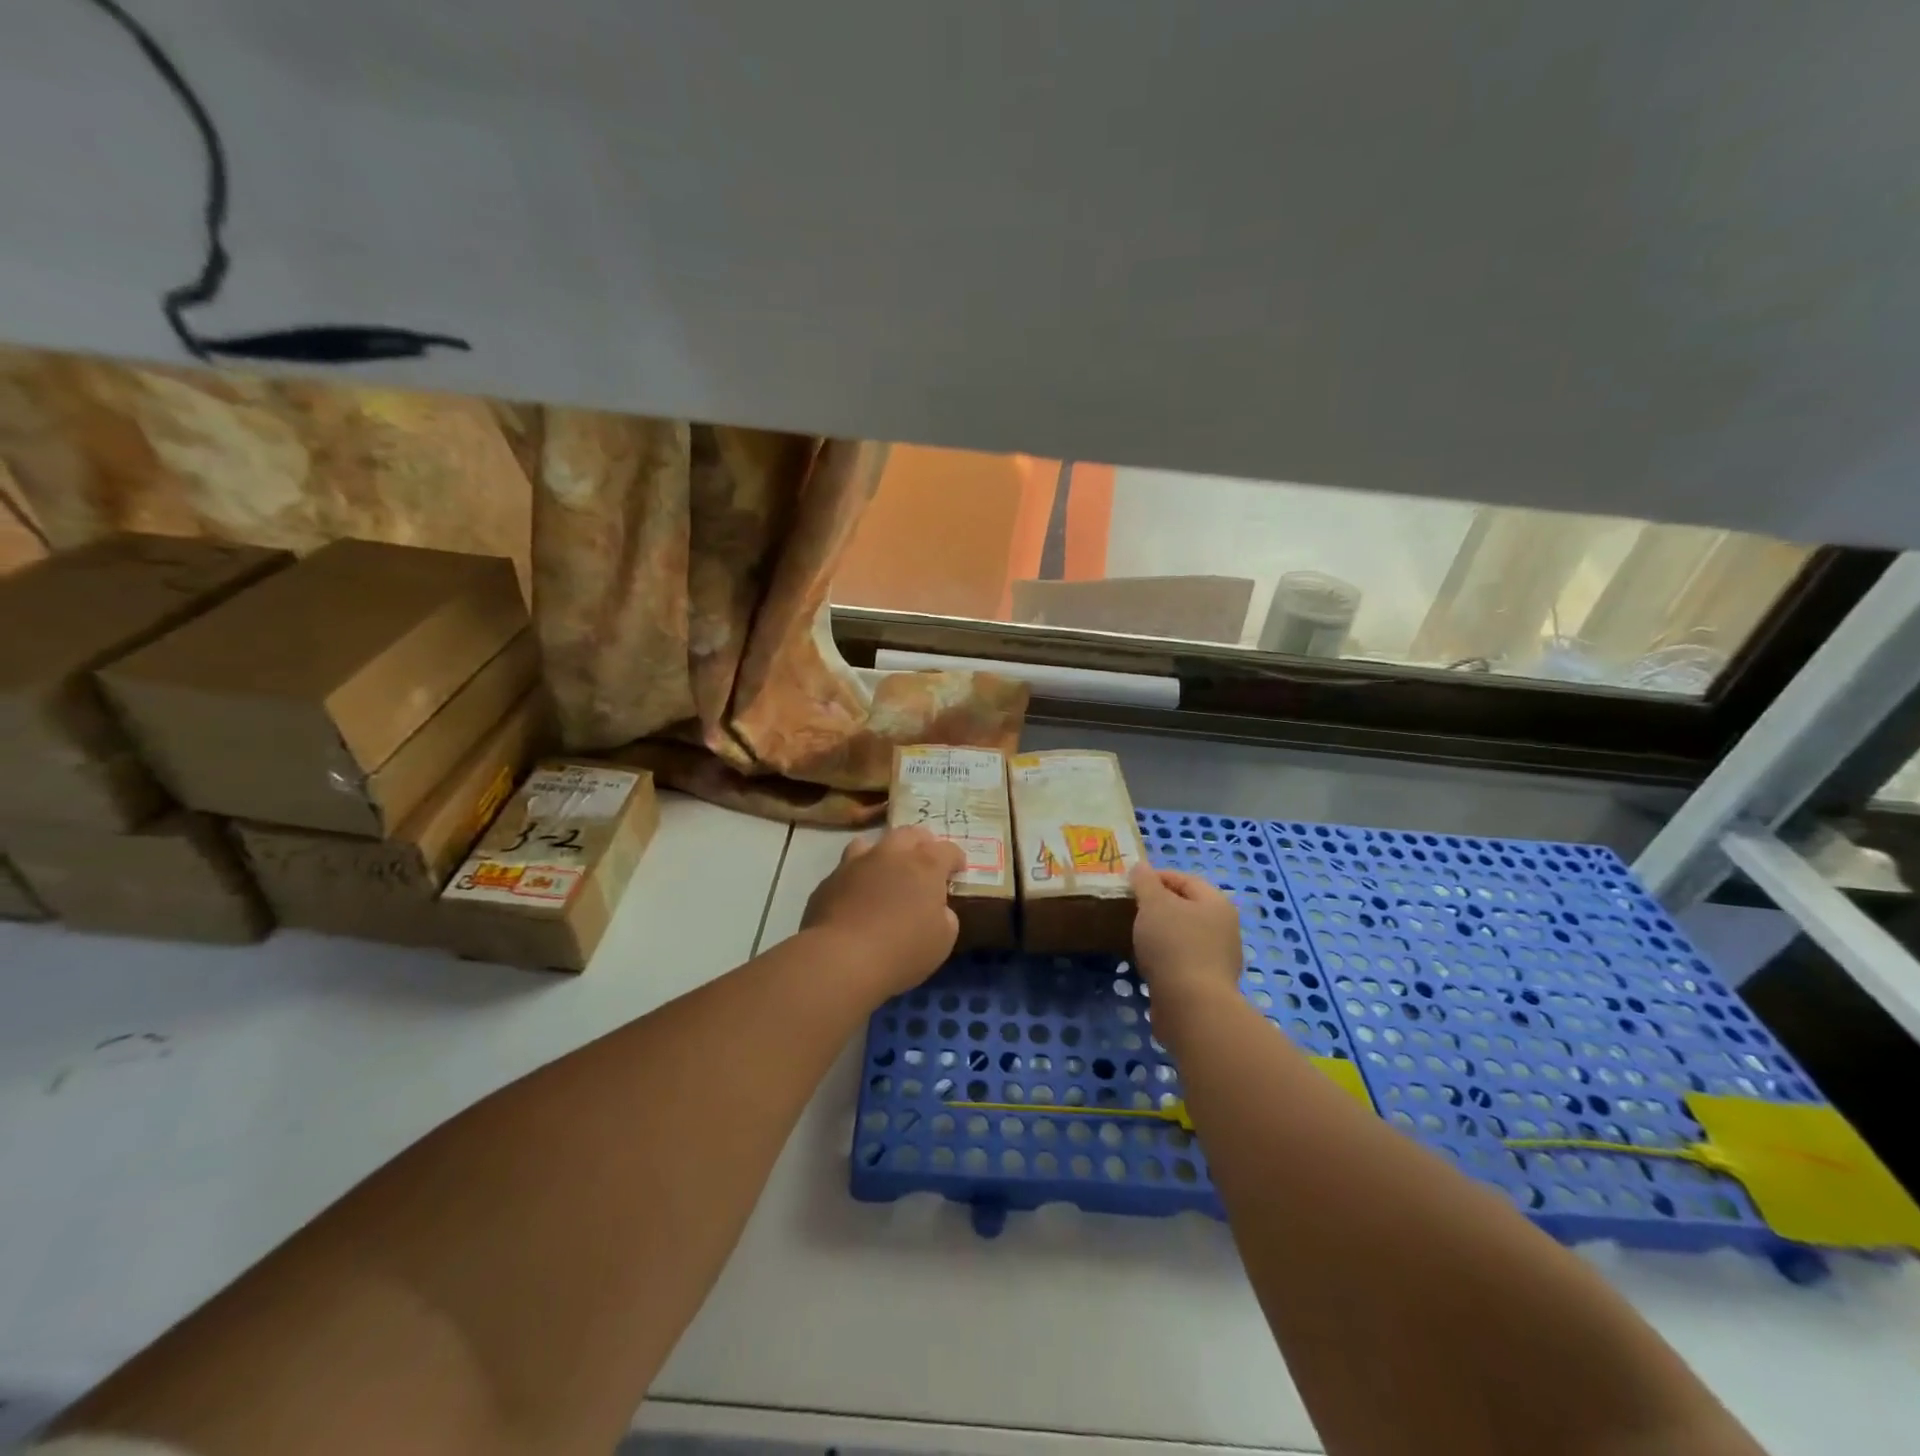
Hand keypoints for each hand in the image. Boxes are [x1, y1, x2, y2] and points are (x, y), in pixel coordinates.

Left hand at [802, 826, 965, 998]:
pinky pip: (848, 868)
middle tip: (926, 860)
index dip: (956, 859)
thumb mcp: (943, 940)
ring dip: (885, 852)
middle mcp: (891, 854)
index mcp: (925, 865)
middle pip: (910, 834)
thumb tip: (936, 908)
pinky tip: (857, 895)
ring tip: (886, 870)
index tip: (958, 871)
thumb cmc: (902, 950)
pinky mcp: (830, 880)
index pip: (947, 849)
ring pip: (873, 843)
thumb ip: (945, 916)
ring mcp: (856, 863)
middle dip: (922, 843)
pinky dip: (858, 876)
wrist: (841, 958)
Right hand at [1129, 865, 1243, 1004]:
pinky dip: (1165, 957)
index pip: (1185, 878)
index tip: (1130, 885)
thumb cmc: (1174, 945)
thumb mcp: (1154, 904)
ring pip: (1185, 935)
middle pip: (1187, 907)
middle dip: (1158, 906)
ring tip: (1135, 936)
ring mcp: (1219, 958)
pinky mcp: (1208, 984)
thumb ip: (1145, 882)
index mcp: (1216, 903)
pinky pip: (1183, 960)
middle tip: (1130, 909)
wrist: (1192, 1006)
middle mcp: (1224, 928)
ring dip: (1161, 933)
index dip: (1156, 877)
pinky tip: (1147, 963)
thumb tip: (1141, 868)